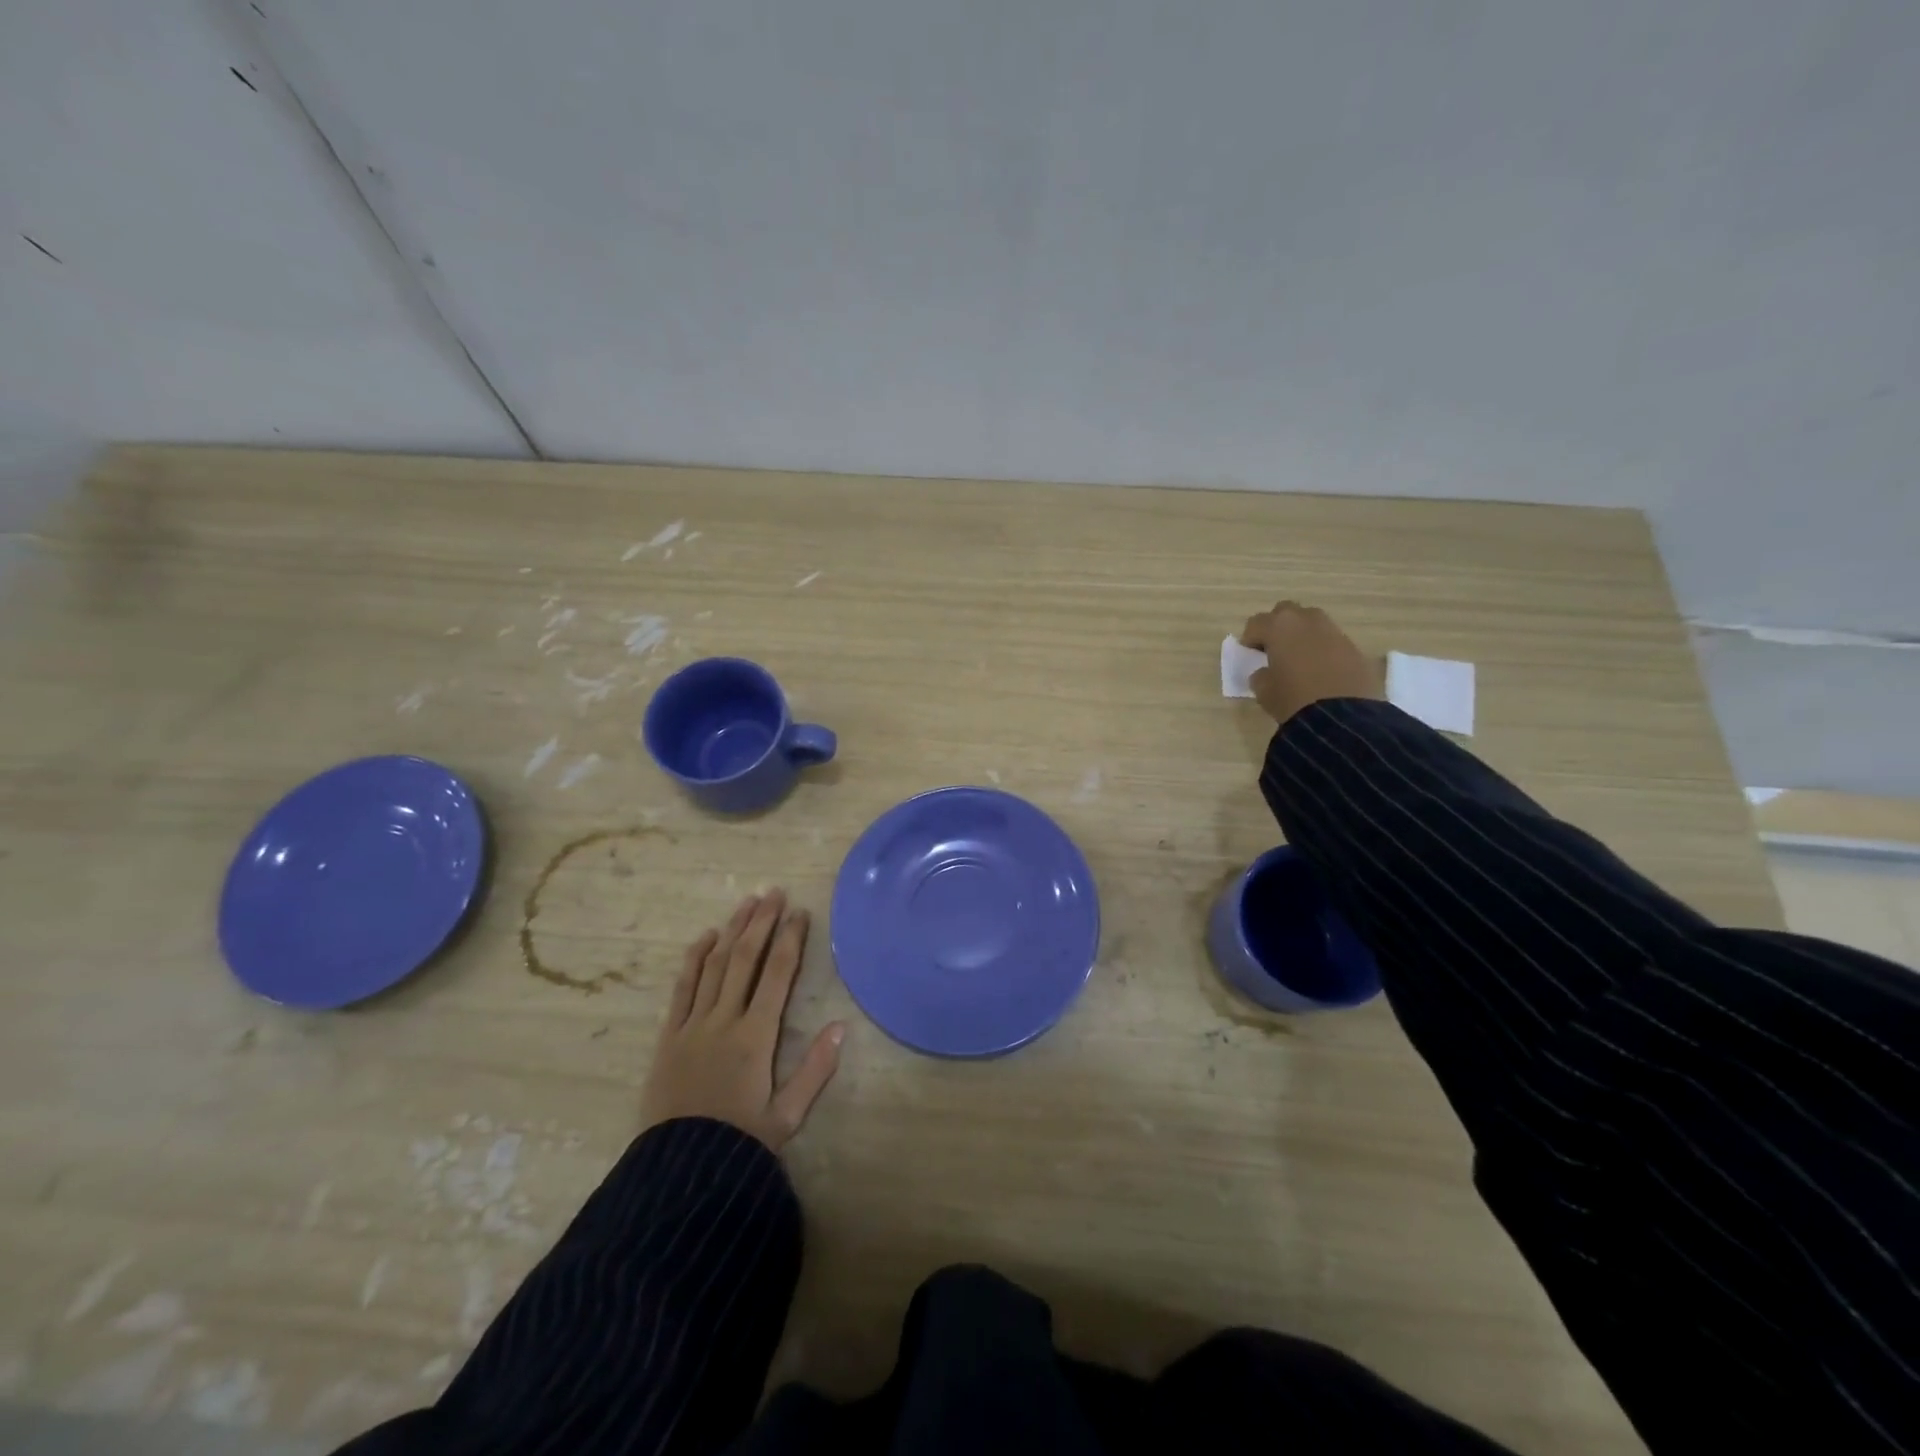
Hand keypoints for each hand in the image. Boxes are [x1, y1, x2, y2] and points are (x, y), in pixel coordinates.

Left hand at [639, 890, 844, 1151]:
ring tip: (747, 902)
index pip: (777, 975)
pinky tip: (705, 937)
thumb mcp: (788, 1115)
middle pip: (744, 959)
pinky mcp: (669, 1036)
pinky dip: (694, 959)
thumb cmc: (739, 1144)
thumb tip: (842, 1027)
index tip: (800, 913)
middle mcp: (724, 1021)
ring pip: (714, 965)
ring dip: (732, 930)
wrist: (678, 1175)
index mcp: (756, 1036)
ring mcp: (692, 1025)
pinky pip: (682, 988)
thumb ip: (815, 1070)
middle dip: (761, 922)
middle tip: (775, 892)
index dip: (790, 940)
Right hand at [1239, 601, 1382, 725]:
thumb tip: (1266, 671)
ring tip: (1298, 659)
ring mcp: (1333, 630)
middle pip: (1285, 613)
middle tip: (1273, 649)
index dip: (1249, 639)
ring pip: (1311, 623)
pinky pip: (1330, 640)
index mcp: (1279, 627)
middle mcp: (1306, 620)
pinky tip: (1319, 670)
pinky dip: (1321, 648)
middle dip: (1277, 627)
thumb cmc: (1293, 699)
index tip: (1249, 655)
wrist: (1343, 716)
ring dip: (1301, 635)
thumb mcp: (1264, 691)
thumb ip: (1260, 675)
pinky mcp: (1353, 646)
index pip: (1256, 623)